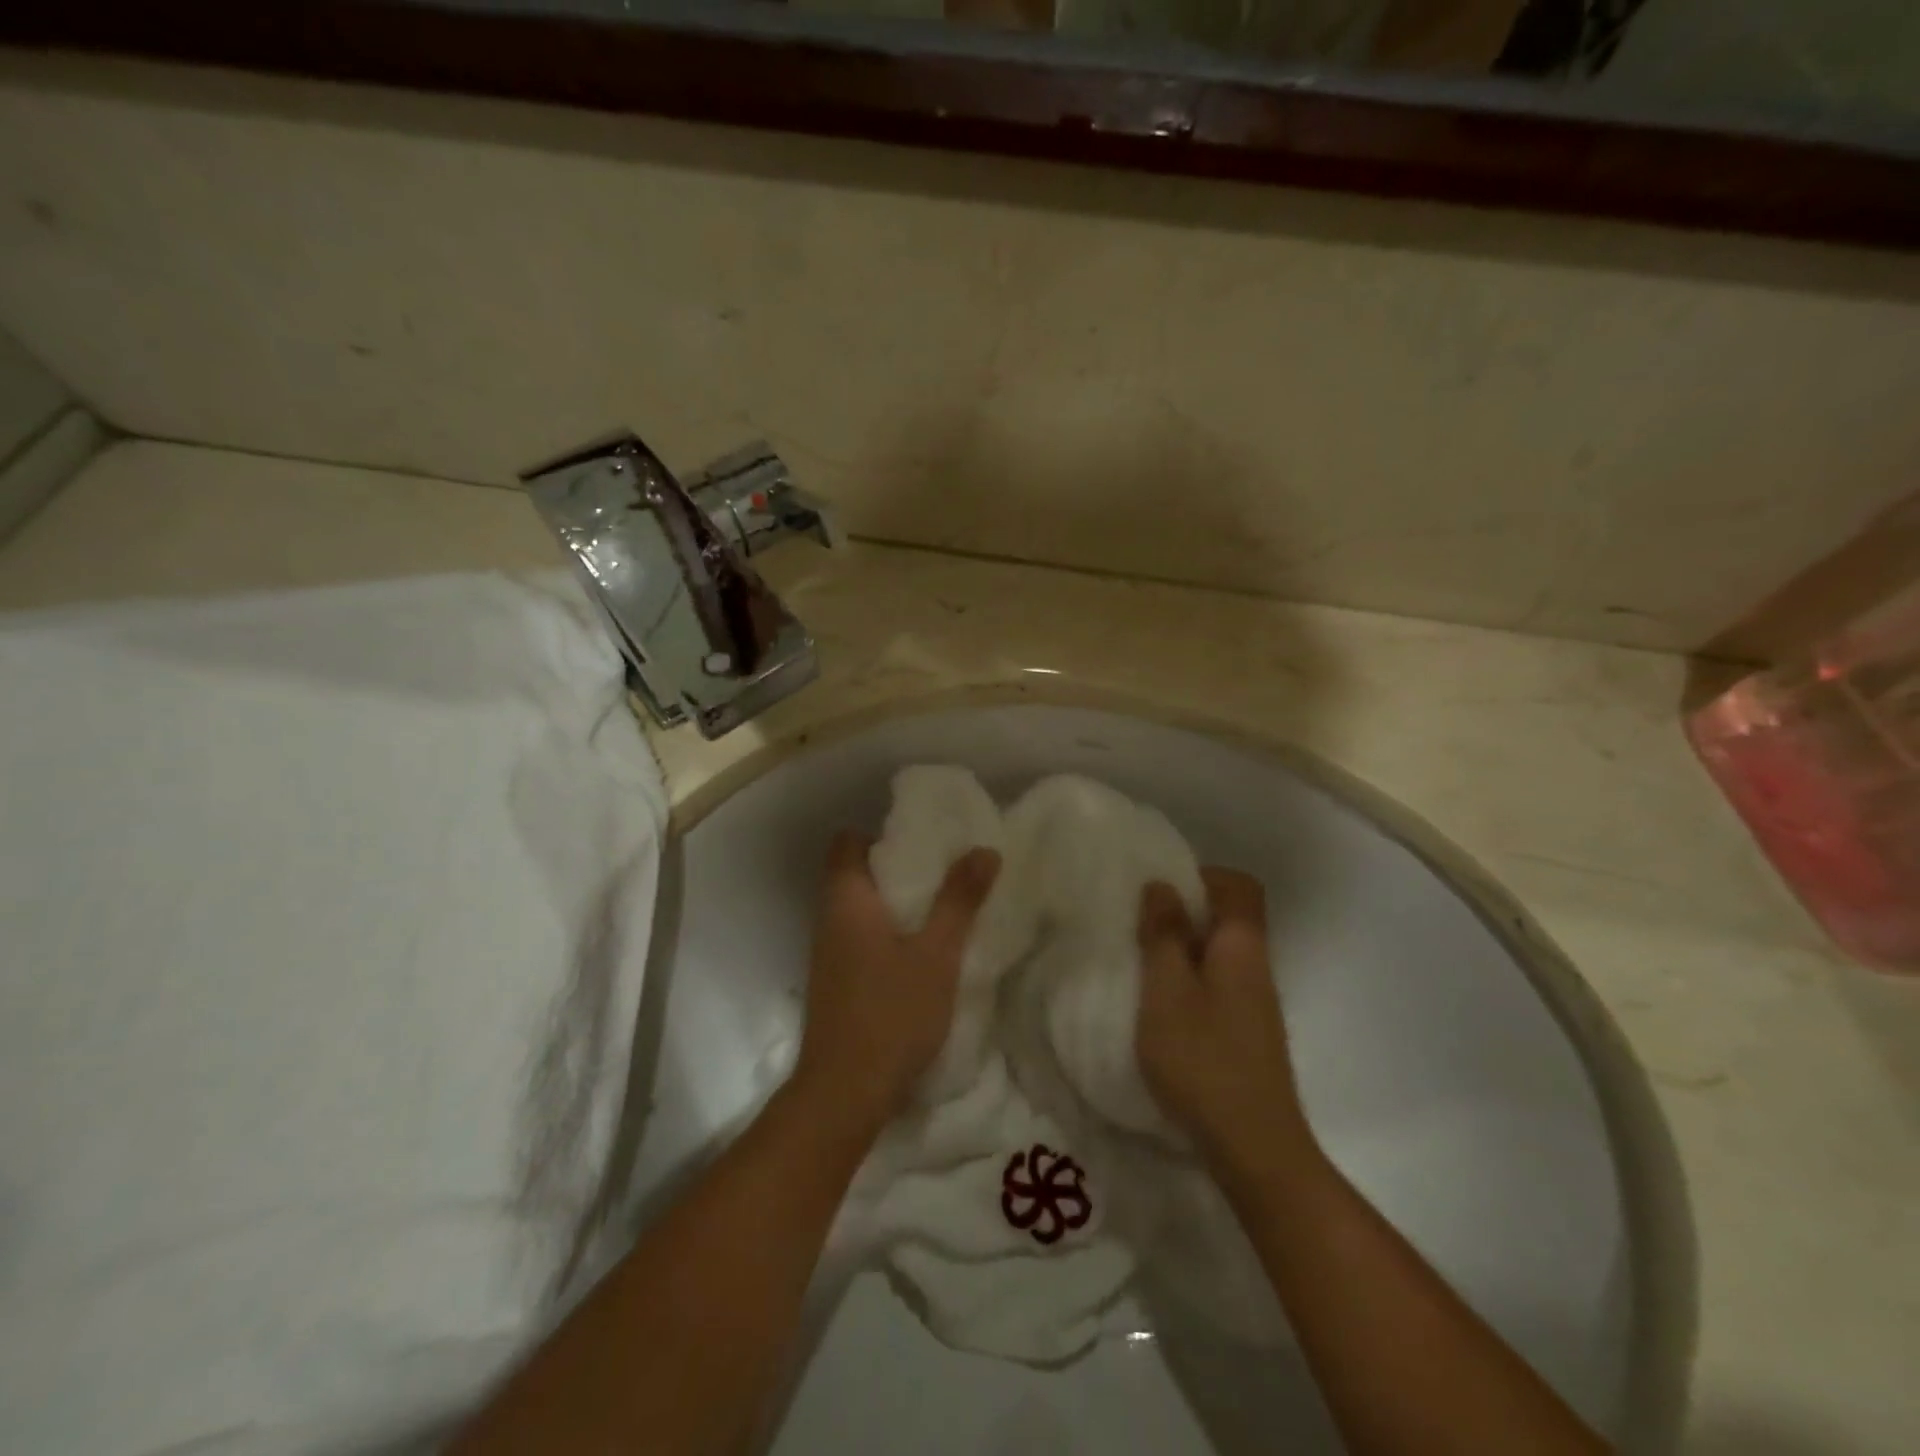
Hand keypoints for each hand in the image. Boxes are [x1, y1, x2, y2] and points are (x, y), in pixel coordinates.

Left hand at [792, 830, 1000, 1136]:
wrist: (845, 1092)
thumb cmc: (891, 1012)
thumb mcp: (937, 954)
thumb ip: (959, 900)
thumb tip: (983, 849)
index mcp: (847, 900)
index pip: (846, 843)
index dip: (879, 833)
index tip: (920, 838)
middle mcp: (829, 920)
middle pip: (856, 874)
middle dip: (898, 868)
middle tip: (944, 868)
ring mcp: (829, 955)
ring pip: (860, 910)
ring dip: (896, 904)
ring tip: (942, 906)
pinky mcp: (837, 984)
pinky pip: (861, 940)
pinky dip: (889, 934)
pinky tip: (923, 952)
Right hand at [1136, 869, 1311, 1172]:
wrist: (1254, 1148)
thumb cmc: (1203, 1059)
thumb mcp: (1167, 990)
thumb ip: (1164, 935)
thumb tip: (1163, 886)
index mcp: (1242, 946)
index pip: (1239, 886)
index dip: (1202, 876)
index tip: (1160, 889)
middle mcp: (1256, 967)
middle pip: (1228, 919)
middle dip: (1184, 913)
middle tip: (1138, 925)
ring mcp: (1255, 1004)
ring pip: (1219, 954)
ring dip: (1182, 950)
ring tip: (1140, 963)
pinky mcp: (1246, 1034)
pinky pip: (1217, 986)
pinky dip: (1188, 983)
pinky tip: (1159, 1008)